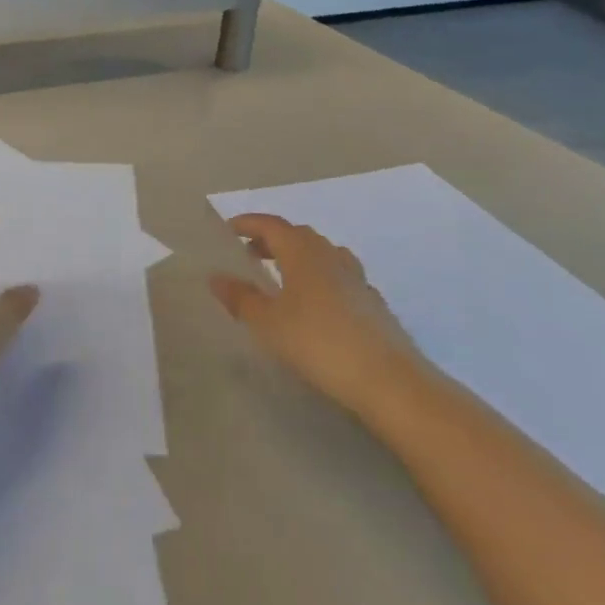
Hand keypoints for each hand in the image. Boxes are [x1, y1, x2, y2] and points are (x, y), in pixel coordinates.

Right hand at [210, 214, 424, 414]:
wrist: (388, 380)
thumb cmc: (318, 343)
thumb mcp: (268, 323)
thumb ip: (240, 298)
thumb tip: (215, 277)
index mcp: (302, 252)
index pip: (272, 225)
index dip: (249, 223)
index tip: (229, 229)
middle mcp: (331, 256)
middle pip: (298, 235)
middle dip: (272, 239)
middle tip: (250, 254)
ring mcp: (356, 278)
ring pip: (322, 254)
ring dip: (298, 256)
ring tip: (282, 277)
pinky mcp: (372, 302)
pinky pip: (339, 276)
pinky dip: (320, 278)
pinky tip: (316, 304)